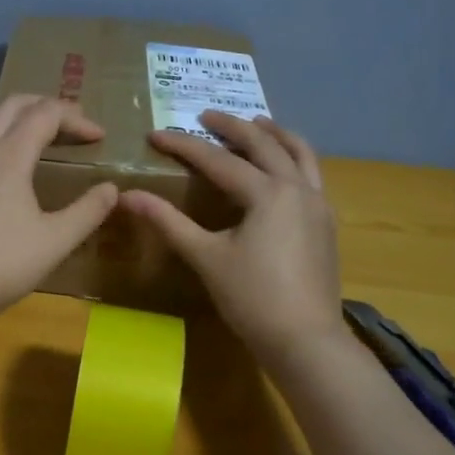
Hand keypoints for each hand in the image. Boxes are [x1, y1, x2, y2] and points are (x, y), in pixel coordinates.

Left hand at [0, 95, 119, 320]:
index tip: (98, 137)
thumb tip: (111, 189)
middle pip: (10, 106)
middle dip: (43, 105)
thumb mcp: (58, 239)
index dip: (75, 119)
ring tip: (23, 125)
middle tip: (67, 122)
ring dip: (5, 112)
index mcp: (10, 155)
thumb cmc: (7, 262)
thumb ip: (89, 210)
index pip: (46, 115)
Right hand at [122, 113, 342, 365]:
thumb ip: (168, 222)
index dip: (183, 146)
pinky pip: (312, 175)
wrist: (306, 340)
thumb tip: (128, 196)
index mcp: (267, 193)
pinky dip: (294, 159)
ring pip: (300, 153)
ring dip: (275, 134)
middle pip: (264, 144)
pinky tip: (282, 169)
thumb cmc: (252, 299)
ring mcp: (318, 204)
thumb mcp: (206, 258)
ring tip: (257, 123)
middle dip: (233, 126)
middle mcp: (298, 188)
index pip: (218, 160)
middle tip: (206, 115)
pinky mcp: (326, 223)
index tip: (155, 135)